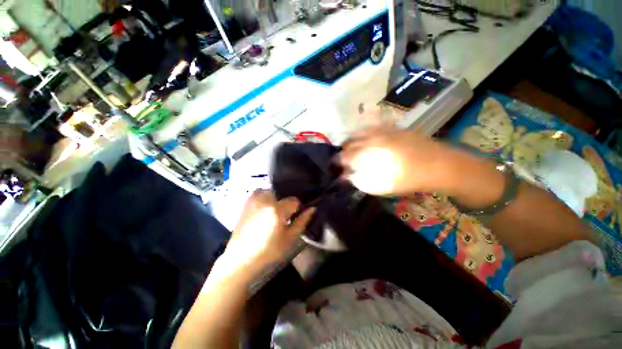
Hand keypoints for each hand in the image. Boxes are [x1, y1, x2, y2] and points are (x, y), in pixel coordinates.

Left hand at [223, 191, 314, 273]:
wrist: (240, 259)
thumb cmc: (268, 251)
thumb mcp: (289, 238)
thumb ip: (302, 221)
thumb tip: (312, 208)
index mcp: (276, 209)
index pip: (294, 200)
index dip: (297, 208)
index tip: (294, 217)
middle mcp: (265, 199)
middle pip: (283, 195)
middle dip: (285, 204)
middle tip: (284, 217)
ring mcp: (254, 199)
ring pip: (272, 193)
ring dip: (275, 200)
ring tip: (273, 214)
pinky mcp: (246, 202)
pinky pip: (261, 195)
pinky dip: (266, 200)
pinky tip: (264, 212)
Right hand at [338, 128, 463, 195]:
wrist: (438, 164)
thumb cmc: (406, 179)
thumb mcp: (379, 186)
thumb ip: (359, 180)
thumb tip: (346, 175)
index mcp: (365, 153)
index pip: (343, 156)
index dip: (338, 163)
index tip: (338, 169)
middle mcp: (369, 139)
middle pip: (348, 143)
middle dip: (344, 153)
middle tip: (346, 161)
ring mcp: (381, 131)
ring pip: (358, 133)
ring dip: (352, 142)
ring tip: (355, 151)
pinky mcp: (391, 128)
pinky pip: (371, 128)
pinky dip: (364, 135)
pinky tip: (368, 141)